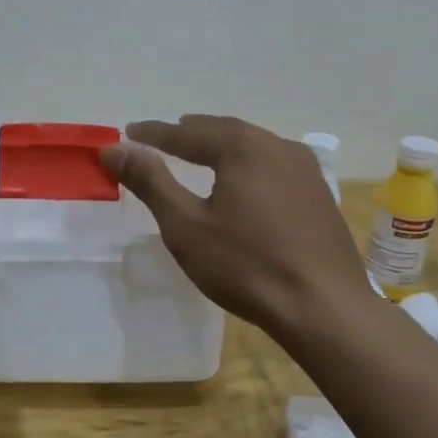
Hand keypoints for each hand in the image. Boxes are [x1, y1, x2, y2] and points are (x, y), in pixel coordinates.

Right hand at [102, 115, 367, 344]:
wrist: (323, 307)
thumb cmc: (246, 266)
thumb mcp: (186, 226)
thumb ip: (150, 182)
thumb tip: (114, 148)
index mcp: (243, 148)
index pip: (187, 133)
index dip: (154, 134)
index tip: (128, 132)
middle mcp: (278, 147)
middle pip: (225, 131)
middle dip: (191, 133)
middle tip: (165, 137)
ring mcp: (305, 170)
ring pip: (254, 146)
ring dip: (222, 146)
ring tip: (200, 152)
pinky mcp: (319, 195)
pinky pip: (274, 166)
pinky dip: (247, 164)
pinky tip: (243, 182)